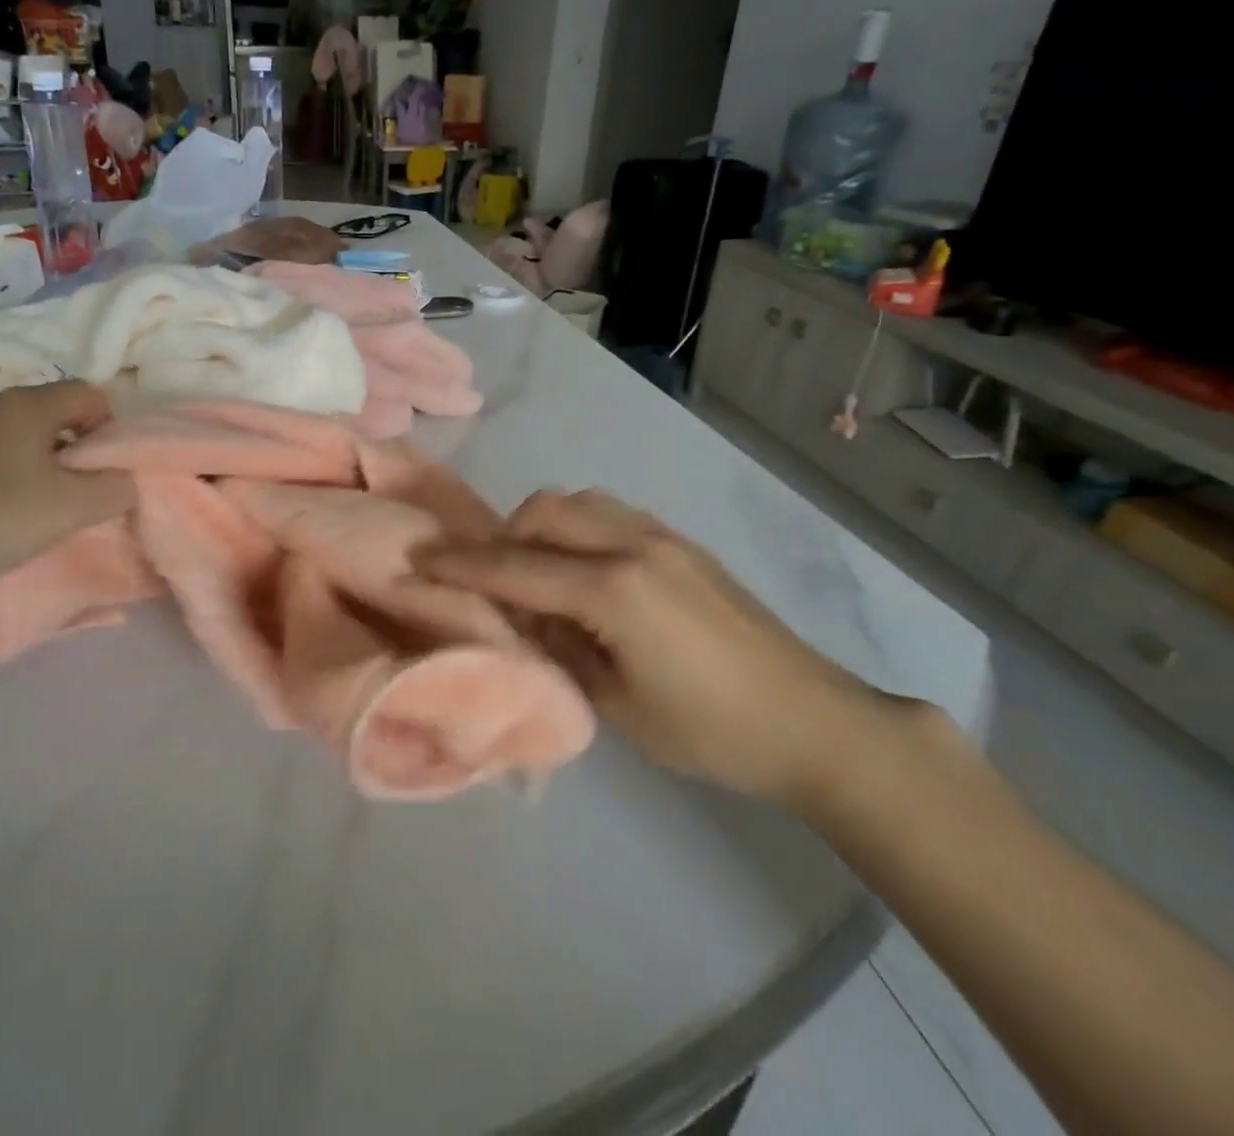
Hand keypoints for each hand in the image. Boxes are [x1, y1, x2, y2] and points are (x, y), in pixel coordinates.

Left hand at [0, 381, 136, 600]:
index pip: (90, 394)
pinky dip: (4, 477)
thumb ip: (114, 490)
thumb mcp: (69, 509)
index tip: (104, 472)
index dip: (109, 429)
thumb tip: (127, 480)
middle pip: (54, 414)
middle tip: (75, 495)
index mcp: (27, 404)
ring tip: (36, 510)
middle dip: (75, 451)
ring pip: (19, 437)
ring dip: (39, 466)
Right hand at [414, 489, 894, 806]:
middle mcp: (633, 545)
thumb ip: (558, 647)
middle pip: (544, 511)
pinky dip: (578, 529)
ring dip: (542, 527)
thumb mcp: (616, 705)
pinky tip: (583, 571)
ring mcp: (663, 537)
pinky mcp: (681, 543)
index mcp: (614, 590)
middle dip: (503, 537)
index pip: (516, 568)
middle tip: (489, 579)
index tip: (417, 560)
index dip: (461, 565)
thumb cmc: (711, 731)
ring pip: (579, 501)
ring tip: (536, 572)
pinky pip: (610, 513)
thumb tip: (520, 615)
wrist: (816, 723)